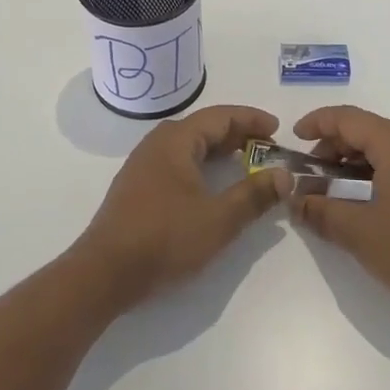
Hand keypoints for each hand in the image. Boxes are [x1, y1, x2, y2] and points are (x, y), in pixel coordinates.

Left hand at [75, 105, 291, 309]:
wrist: (105, 272)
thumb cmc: (165, 238)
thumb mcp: (219, 219)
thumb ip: (254, 195)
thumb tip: (284, 175)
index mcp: (176, 141)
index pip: (220, 116)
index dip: (251, 119)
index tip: (278, 128)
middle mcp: (157, 144)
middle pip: (202, 127)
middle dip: (237, 133)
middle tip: (266, 146)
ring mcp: (143, 165)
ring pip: (188, 145)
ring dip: (218, 150)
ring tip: (245, 162)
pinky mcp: (137, 187)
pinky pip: (176, 162)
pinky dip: (201, 164)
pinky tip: (211, 185)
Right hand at [291, 106, 389, 317]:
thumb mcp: (359, 232)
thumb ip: (321, 212)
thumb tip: (295, 201)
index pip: (346, 117)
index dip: (316, 123)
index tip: (293, 141)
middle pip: (363, 129)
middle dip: (330, 146)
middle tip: (308, 174)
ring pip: (380, 148)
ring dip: (350, 163)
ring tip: (330, 191)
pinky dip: (370, 174)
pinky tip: (361, 203)